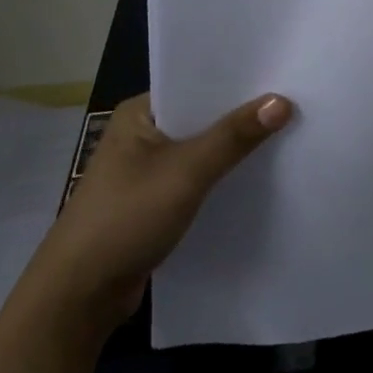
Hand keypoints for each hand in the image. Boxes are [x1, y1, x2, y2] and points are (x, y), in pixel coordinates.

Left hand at [22, 91, 293, 334]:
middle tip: (294, 102)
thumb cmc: (126, 218)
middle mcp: (142, 134)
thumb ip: (234, 137)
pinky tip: (256, 177)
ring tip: (286, 134)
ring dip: (233, 149)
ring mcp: (146, 170)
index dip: (238, 81)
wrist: (78, 297)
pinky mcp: (154, 203)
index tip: (282, 75)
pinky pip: (197, 179)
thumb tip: (282, 101)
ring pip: (201, 150)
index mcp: (140, 112)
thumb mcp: (186, 172)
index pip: (196, 83)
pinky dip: (222, 178)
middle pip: (202, 117)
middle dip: (241, 116)